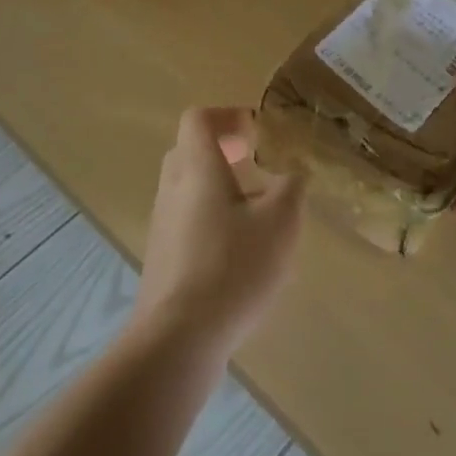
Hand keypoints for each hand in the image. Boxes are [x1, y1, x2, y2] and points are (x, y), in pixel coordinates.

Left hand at [132, 107, 304, 363]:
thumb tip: (294, 171)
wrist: (177, 339)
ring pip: (187, 186)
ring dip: (217, 185)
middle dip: (222, 149)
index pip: (198, 119)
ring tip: (253, 211)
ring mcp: (162, 224)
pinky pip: (184, 218)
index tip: (256, 133)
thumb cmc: (233, 267)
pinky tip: (237, 250)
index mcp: (198, 168)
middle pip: (189, 150)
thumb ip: (292, 188)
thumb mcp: (281, 223)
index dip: (227, 116)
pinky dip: (209, 217)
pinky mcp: (161, 256)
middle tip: (255, 163)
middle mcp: (173, 188)